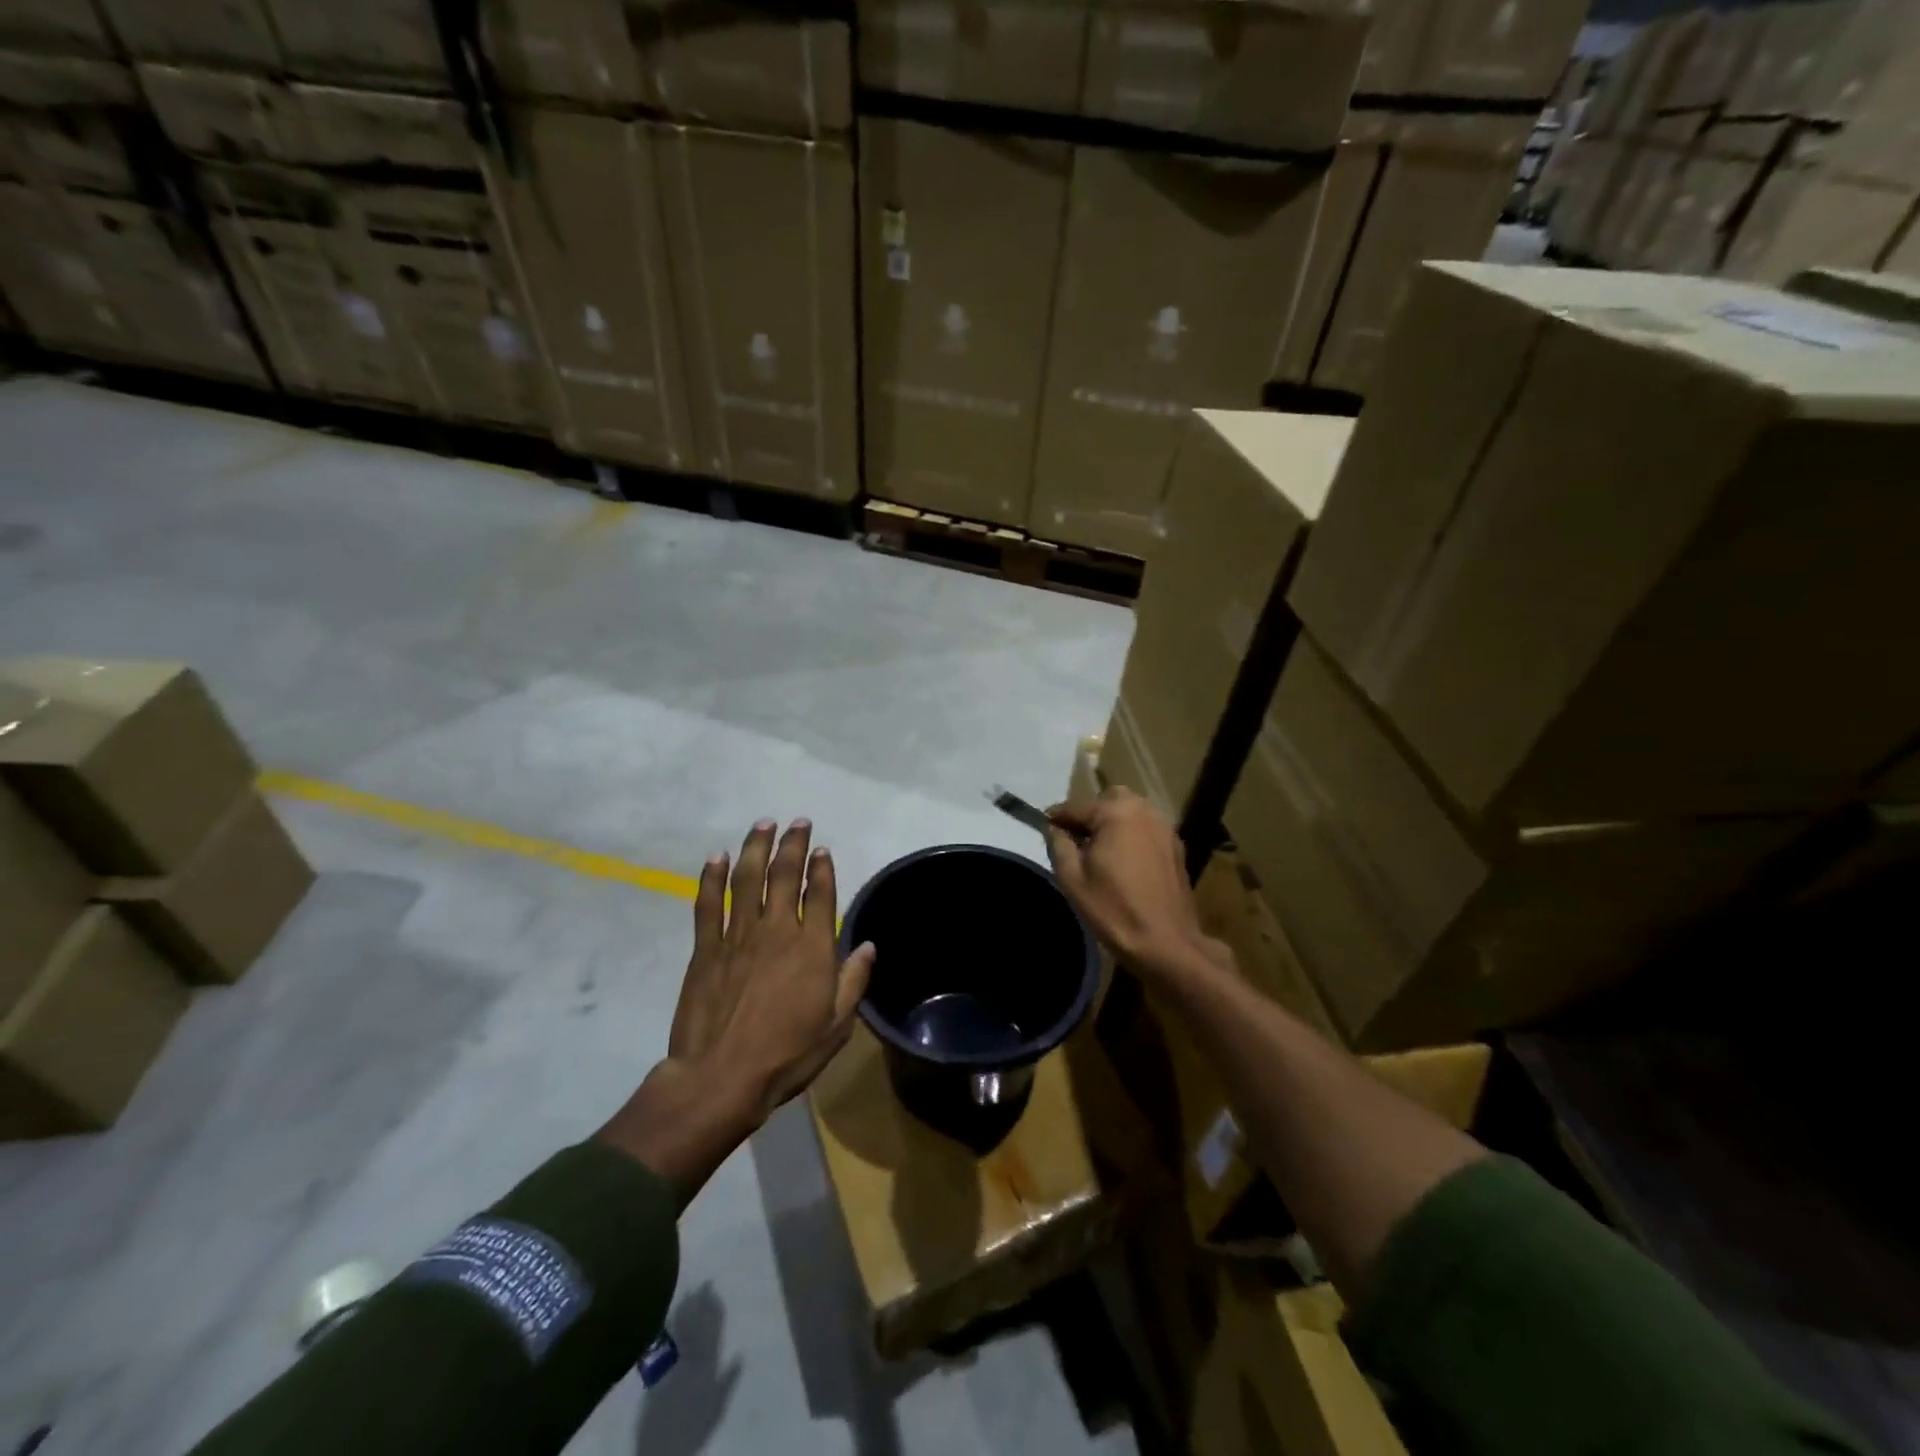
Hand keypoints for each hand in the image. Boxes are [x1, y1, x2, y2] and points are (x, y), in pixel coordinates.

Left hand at [597, 819, 874, 1204]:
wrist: (721, 1077)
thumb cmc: (786, 1054)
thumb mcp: (836, 1025)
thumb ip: (853, 981)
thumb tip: (868, 945)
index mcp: (812, 948)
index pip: (820, 894)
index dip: (822, 868)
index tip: (822, 849)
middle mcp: (777, 930)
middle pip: (785, 875)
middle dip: (793, 844)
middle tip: (798, 822)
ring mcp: (738, 935)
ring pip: (747, 879)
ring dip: (756, 847)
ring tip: (763, 824)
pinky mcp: (705, 948)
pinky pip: (708, 903)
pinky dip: (712, 877)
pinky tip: (717, 857)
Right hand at [1045, 788, 1224, 978]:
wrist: (1165, 942)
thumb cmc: (1113, 909)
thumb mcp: (1072, 879)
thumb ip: (1059, 845)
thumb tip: (1055, 828)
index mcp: (1115, 813)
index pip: (1076, 807)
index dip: (1057, 818)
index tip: (1044, 827)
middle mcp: (1143, 811)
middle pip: (1109, 800)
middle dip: (1091, 814)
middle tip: (1078, 840)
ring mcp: (1164, 827)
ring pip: (1131, 812)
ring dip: (1113, 823)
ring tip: (1100, 852)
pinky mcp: (1176, 846)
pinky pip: (1147, 829)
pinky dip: (1132, 836)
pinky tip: (1125, 862)